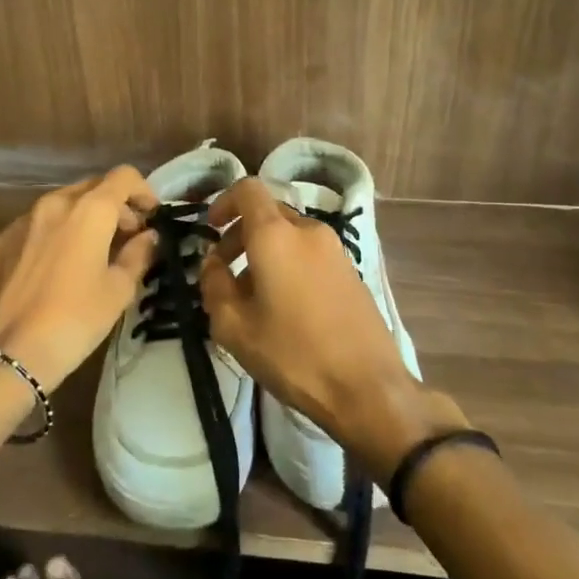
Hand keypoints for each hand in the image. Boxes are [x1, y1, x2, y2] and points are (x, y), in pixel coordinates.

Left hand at [0, 167, 159, 387]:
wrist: (9, 355)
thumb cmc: (75, 321)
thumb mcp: (118, 291)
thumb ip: (138, 255)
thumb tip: (148, 237)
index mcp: (88, 211)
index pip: (123, 177)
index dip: (143, 191)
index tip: (151, 217)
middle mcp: (53, 204)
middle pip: (91, 187)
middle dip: (114, 206)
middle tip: (126, 237)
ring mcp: (20, 222)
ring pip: (60, 206)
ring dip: (81, 219)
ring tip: (90, 254)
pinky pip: (33, 228)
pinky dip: (51, 237)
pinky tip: (53, 271)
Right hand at [200, 178, 459, 472]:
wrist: (368, 388)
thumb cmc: (293, 354)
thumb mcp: (234, 327)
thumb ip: (213, 286)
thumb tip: (212, 264)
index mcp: (276, 235)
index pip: (248, 190)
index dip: (223, 202)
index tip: (210, 230)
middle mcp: (308, 231)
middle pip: (267, 214)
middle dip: (240, 235)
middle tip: (223, 273)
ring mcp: (335, 250)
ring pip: (289, 236)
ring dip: (264, 253)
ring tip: (251, 298)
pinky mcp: (351, 272)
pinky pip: (309, 254)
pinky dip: (288, 265)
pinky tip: (284, 309)